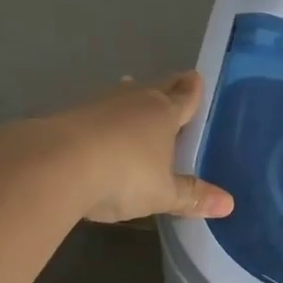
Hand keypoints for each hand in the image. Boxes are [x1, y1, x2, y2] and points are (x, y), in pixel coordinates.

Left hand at [44, 71, 234, 222]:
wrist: (54, 165)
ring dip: (131, 96)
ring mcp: (98, 104)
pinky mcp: (68, 115)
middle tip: (176, 82)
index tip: (196, 78)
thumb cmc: (123, 175)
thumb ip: (192, 196)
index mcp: (164, 113)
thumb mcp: (162, 193)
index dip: (193, 89)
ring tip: (135, 92)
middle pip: (156, 86)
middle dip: (168, 86)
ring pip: (123, 94)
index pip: (185, 96)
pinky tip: (99, 124)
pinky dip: (103, 115)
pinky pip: (95, 110)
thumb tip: (229, 204)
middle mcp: (134, 100)